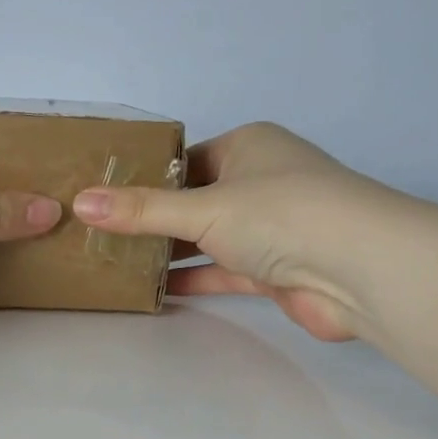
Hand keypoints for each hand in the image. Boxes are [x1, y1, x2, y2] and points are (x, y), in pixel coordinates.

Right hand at [71, 122, 403, 341]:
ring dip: (169, 253)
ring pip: (206, 238)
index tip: (102, 199)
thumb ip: (141, 211)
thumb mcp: (201, 208)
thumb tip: (79, 203)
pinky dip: (192, 279)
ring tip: (115, 264)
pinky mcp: (272, 270)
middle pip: (193, 201)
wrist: (359, 269)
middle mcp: (259, 182)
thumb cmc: (280, 215)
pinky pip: (221, 271)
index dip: (144, 178)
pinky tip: (153, 291)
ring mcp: (268, 228)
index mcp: (247, 147)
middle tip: (98, 235)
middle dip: (152, 220)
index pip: (184, 160)